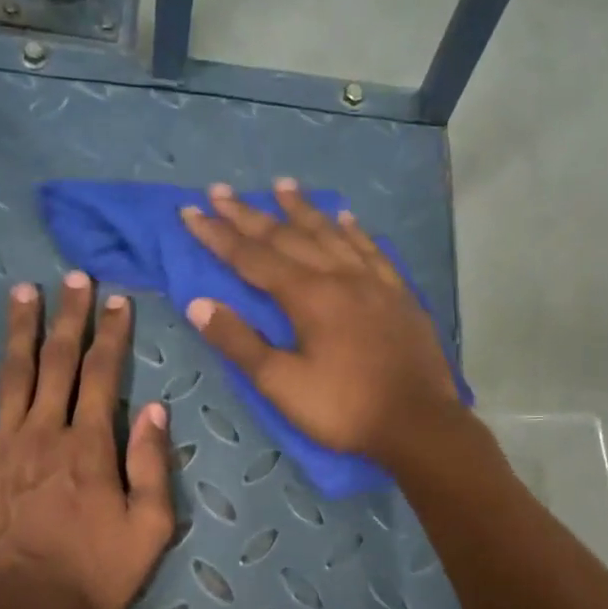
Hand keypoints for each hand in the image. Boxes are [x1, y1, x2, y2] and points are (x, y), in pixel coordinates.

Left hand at [0, 272, 174, 608]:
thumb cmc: (91, 576)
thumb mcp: (149, 530)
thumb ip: (153, 467)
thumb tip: (156, 410)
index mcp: (91, 446)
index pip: (105, 375)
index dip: (112, 335)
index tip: (117, 301)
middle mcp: (45, 432)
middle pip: (59, 363)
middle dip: (69, 317)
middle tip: (73, 278)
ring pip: (12, 374)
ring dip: (19, 329)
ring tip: (23, 291)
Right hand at [177, 180, 460, 467]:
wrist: (417, 423)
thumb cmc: (343, 407)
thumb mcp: (282, 384)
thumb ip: (240, 343)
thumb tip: (198, 305)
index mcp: (308, 296)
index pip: (252, 257)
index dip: (218, 235)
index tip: (190, 213)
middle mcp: (340, 276)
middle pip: (288, 237)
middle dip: (250, 214)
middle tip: (221, 191)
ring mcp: (374, 281)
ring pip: (331, 234)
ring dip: (302, 210)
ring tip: (281, 185)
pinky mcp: (399, 295)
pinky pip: (371, 250)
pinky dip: (353, 230)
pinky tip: (346, 218)